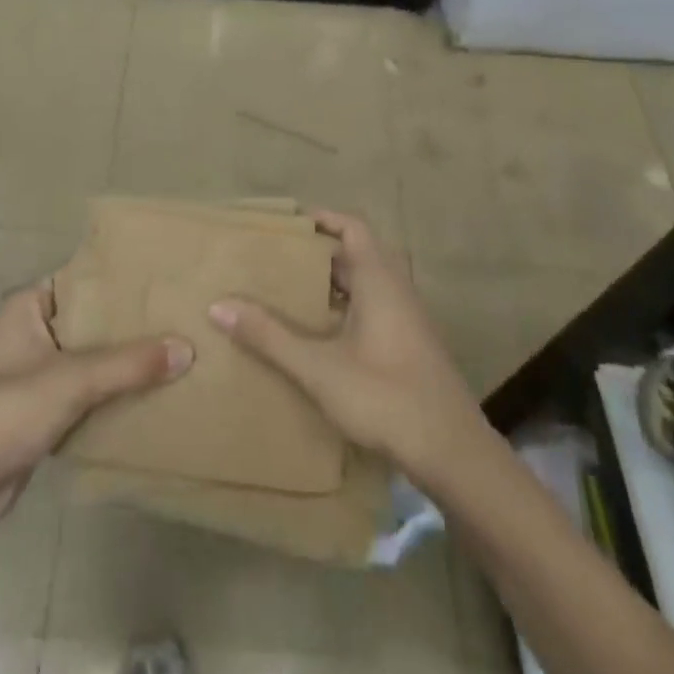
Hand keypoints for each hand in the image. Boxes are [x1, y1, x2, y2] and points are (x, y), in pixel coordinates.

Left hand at [0, 282, 192, 524]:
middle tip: (178, 317)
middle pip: (90, 320)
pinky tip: (150, 393)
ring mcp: (34, 372)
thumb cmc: (6, 411)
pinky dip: (111, 393)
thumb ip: (130, 364)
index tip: (163, 280)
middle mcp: (30, 331)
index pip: (83, 279)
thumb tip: (187, 348)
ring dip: (123, 362)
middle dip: (129, 325)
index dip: (120, 280)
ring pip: (90, 358)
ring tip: (175, 352)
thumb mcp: (73, 379)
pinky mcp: (40, 410)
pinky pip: (85, 391)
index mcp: (27, 305)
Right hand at [208, 211, 487, 485]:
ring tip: (289, 294)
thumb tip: (219, 306)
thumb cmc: (386, 397)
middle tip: (276, 260)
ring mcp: (408, 319)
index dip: (322, 218)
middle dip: (318, 254)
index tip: (286, 224)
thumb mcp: (319, 368)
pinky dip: (345, 308)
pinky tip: (320, 336)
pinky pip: (373, 309)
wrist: (454, 454)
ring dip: (332, 283)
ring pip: (366, 284)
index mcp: (379, 280)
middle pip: (356, 254)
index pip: (352, 226)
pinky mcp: (411, 346)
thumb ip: (270, 336)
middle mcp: (396, 290)